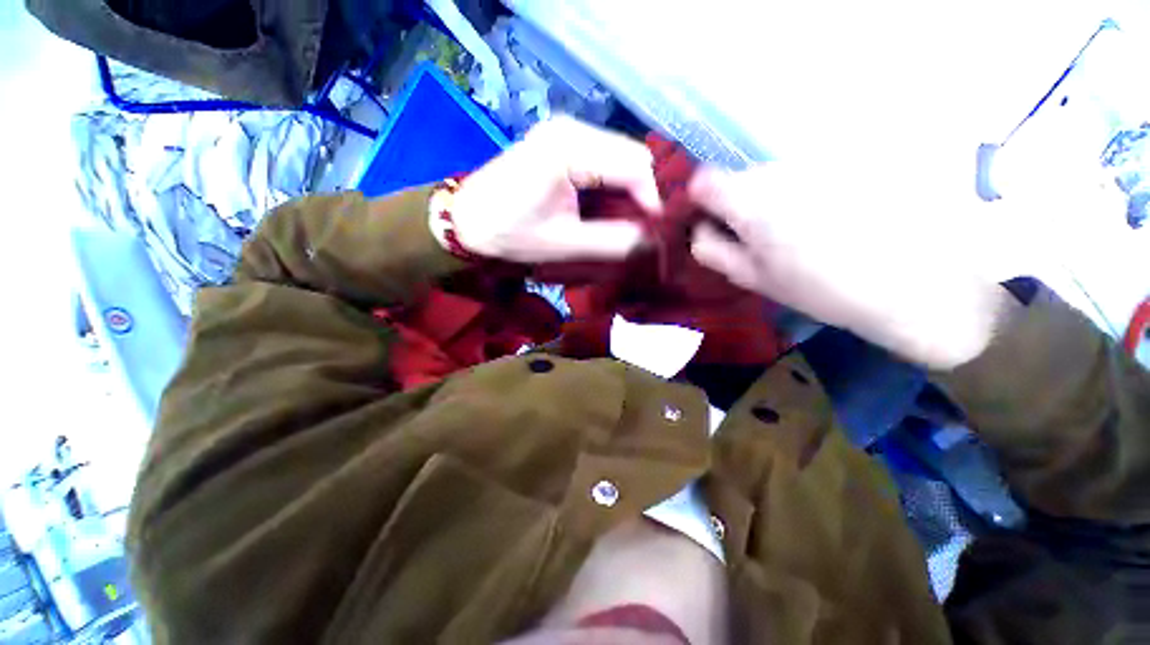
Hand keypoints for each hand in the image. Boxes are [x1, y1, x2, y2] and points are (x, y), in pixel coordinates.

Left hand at [444, 117, 661, 262]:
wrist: (466, 221)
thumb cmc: (510, 234)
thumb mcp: (565, 244)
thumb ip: (614, 242)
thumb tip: (654, 240)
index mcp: (570, 148)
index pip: (636, 166)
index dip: (652, 201)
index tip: (653, 233)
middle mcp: (572, 129)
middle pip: (631, 157)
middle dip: (641, 195)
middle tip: (637, 229)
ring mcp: (566, 132)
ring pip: (620, 158)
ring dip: (627, 191)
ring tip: (621, 221)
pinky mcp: (561, 143)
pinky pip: (603, 160)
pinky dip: (611, 185)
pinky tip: (603, 207)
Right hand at [687, 164, 1012, 368]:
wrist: (914, 282)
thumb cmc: (821, 288)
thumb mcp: (752, 277)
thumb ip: (713, 249)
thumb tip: (697, 228)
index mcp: (750, 201)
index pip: (703, 180)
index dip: (700, 199)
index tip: (710, 220)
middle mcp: (780, 169)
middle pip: (741, 176)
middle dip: (740, 202)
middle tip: (759, 236)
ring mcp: (818, 159)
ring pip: (776, 173)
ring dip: (776, 196)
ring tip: (801, 230)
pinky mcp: (850, 157)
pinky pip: (809, 169)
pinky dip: (807, 189)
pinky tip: (830, 216)